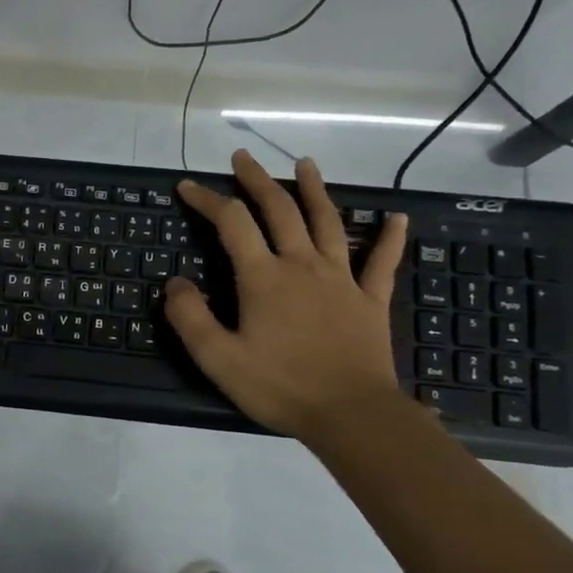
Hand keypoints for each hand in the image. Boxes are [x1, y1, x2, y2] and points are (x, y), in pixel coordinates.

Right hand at [165, 149, 410, 445]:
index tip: (188, 187)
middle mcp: (302, 265)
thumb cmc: (281, 386)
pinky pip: (382, 262)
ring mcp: (342, 280)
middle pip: (280, 209)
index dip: (207, 200)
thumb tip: (175, 283)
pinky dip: (390, 238)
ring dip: (314, 190)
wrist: (352, 415)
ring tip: (305, 164)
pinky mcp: (370, 300)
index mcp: (264, 277)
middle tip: (242, 158)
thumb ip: (190, 317)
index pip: (231, 222)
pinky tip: (397, 218)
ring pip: (328, 222)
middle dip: (257, 180)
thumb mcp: (218, 358)